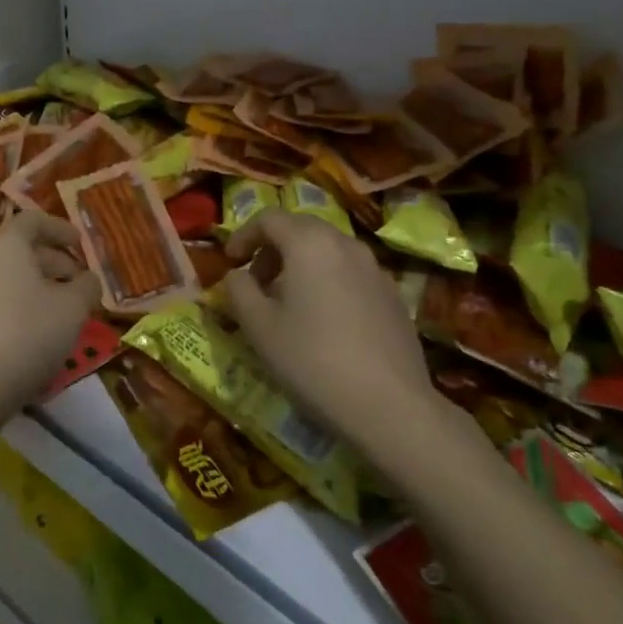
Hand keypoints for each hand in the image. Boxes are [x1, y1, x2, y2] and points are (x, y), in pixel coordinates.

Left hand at [0, 211, 101, 426]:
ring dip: (34, 283)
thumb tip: (87, 279)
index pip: (34, 221)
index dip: (61, 229)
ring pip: (5, 274)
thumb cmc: (28, 334)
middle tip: (78, 283)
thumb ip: (86, 286)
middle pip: (19, 248)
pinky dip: (15, 301)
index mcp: (5, 244)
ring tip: (60, 307)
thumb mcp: (73, 308)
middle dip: (53, 261)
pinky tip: (33, 328)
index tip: (81, 245)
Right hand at [223, 210, 441, 450]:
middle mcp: (346, 245)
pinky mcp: (393, 296)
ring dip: (301, 266)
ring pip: (329, 251)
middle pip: (301, 229)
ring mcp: (375, 269)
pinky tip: (324, 322)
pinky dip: (328, 282)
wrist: (389, 405)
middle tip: (256, 282)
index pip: (269, 218)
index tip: (229, 262)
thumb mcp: (258, 326)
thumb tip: (238, 275)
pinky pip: (350, 274)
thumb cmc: (312, 359)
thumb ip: (239, 290)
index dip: (243, 236)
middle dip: (272, 249)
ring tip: (288, 303)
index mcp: (309, 243)